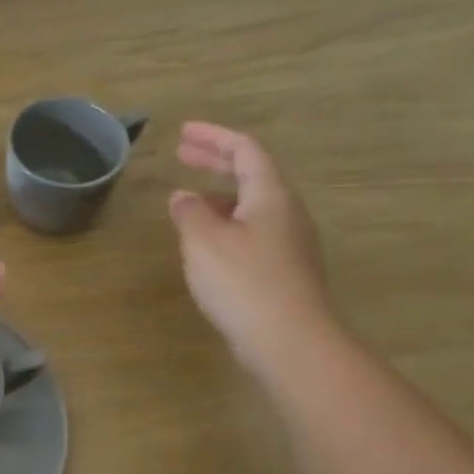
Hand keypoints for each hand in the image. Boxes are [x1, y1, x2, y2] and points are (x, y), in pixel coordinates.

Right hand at [169, 122, 331, 368]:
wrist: (290, 342)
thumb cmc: (244, 281)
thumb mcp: (204, 240)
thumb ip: (190, 213)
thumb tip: (183, 197)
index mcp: (271, 195)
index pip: (245, 150)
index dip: (214, 137)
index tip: (184, 132)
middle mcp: (286, 213)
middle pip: (252, 174)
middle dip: (216, 160)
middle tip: (183, 153)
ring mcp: (288, 244)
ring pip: (252, 205)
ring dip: (219, 194)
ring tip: (187, 199)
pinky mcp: (283, 271)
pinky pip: (252, 231)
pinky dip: (225, 222)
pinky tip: (205, 241)